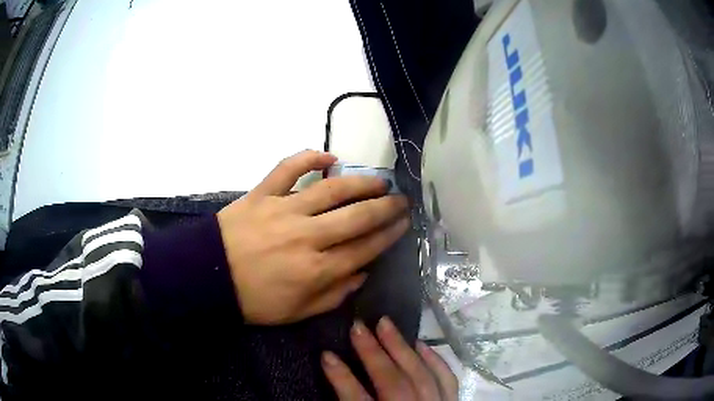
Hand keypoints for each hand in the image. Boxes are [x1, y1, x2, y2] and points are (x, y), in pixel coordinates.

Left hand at [216, 150, 408, 324]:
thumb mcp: (297, 312)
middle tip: (402, 199)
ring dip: (361, 182)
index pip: (365, 248)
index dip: (389, 234)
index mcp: (316, 270)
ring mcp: (284, 210)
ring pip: (332, 189)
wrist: (209, 277)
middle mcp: (307, 237)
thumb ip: (334, 295)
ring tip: (379, 180)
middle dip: (386, 207)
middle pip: (358, 216)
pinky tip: (329, 157)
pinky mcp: (262, 194)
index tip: (404, 223)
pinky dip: (309, 158)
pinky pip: (287, 168)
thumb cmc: (254, 300)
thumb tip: (363, 273)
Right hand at [322, 317, 457, 399]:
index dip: (341, 379)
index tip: (325, 355)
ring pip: (421, 376)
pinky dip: (434, 360)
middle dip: (373, 354)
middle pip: (393, 384)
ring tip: (385, 324)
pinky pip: (447, 379)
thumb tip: (336, 384)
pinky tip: (421, 344)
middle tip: (357, 327)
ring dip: (402, 348)